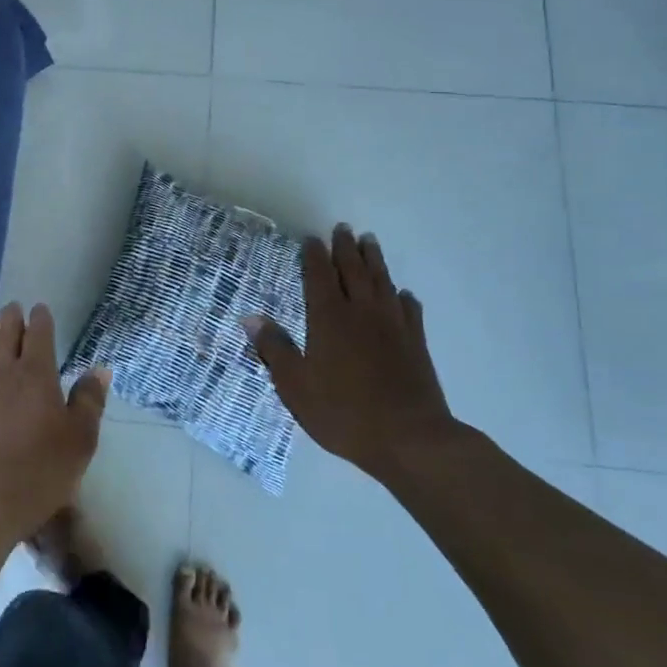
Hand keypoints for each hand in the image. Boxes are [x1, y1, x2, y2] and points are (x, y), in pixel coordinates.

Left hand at [0, 303, 108, 543]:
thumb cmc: (39, 470)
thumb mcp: (80, 440)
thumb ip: (89, 401)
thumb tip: (99, 368)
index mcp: (36, 374)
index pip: (38, 335)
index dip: (40, 319)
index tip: (40, 308)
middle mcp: (3, 373)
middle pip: (5, 335)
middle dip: (11, 318)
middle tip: (14, 306)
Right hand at [244, 225, 462, 482]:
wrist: (410, 438)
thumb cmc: (344, 412)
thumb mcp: (296, 386)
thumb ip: (275, 349)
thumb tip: (251, 317)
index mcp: (329, 319)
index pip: (319, 277)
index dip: (314, 257)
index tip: (311, 239)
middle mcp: (361, 313)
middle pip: (354, 271)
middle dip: (346, 248)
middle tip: (343, 229)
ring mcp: (393, 326)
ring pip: (382, 282)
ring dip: (374, 260)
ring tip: (370, 242)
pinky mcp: (416, 343)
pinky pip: (409, 310)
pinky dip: (403, 297)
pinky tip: (402, 294)